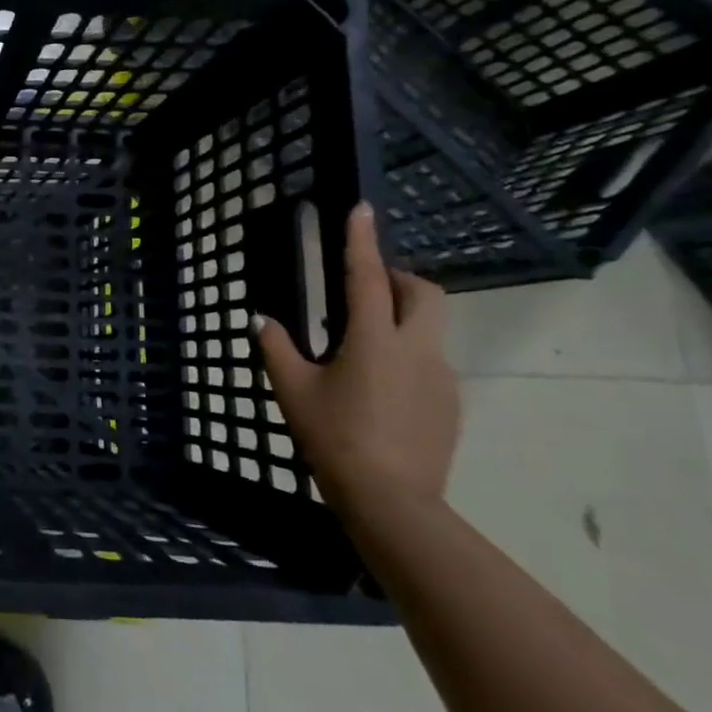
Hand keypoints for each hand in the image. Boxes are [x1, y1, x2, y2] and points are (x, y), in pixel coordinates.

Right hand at [258, 202, 458, 512]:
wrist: (392, 502)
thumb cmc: (334, 438)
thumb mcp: (293, 391)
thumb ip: (276, 348)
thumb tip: (261, 320)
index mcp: (373, 340)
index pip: (366, 276)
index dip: (361, 240)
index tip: (361, 209)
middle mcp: (416, 349)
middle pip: (423, 294)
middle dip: (397, 279)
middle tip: (364, 290)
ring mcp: (440, 378)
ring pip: (428, 328)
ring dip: (400, 320)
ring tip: (361, 348)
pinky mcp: (450, 404)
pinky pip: (429, 363)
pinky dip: (406, 356)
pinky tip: (378, 388)